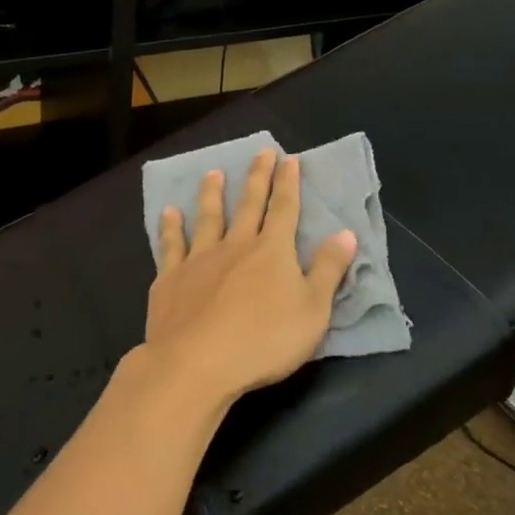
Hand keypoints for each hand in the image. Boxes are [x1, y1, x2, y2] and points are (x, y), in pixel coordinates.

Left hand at [143, 148, 357, 410]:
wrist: (197, 362)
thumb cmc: (264, 340)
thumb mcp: (312, 310)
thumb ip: (328, 270)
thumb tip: (345, 233)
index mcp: (272, 252)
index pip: (284, 209)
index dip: (288, 184)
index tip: (289, 159)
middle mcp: (236, 246)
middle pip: (248, 205)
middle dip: (257, 178)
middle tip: (260, 152)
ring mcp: (200, 259)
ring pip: (208, 218)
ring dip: (212, 194)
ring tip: (213, 173)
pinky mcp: (171, 278)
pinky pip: (171, 245)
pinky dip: (171, 227)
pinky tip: (169, 213)